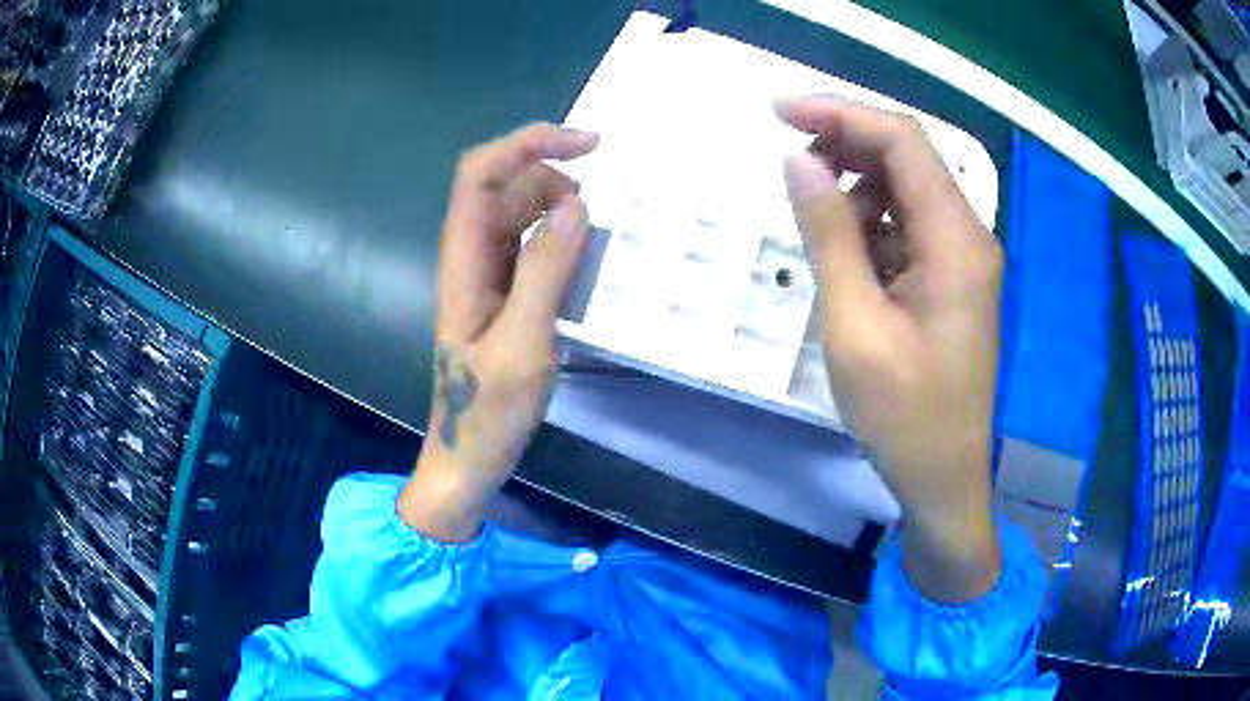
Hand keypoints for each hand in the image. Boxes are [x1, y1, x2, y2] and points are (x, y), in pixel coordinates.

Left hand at [398, 123, 598, 542]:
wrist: (468, 456)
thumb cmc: (489, 411)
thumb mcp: (523, 345)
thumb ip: (545, 271)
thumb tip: (577, 204)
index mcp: (465, 258)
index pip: (482, 172)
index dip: (529, 144)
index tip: (591, 147)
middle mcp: (471, 254)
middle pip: (504, 183)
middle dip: (553, 174)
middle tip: (603, 209)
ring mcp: (486, 272)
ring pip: (520, 211)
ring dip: (560, 206)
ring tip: (600, 238)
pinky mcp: (503, 292)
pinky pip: (531, 242)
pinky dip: (561, 235)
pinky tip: (585, 261)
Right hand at [776, 97, 1002, 601]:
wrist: (945, 478)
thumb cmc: (903, 415)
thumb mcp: (855, 325)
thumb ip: (829, 234)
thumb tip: (799, 160)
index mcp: (956, 242)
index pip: (903, 141)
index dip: (841, 114)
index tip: (779, 112)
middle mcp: (969, 236)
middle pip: (909, 158)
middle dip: (846, 145)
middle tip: (790, 162)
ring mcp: (964, 258)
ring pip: (908, 190)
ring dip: (858, 189)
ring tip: (817, 224)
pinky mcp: (953, 278)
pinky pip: (910, 226)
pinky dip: (873, 224)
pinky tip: (848, 257)